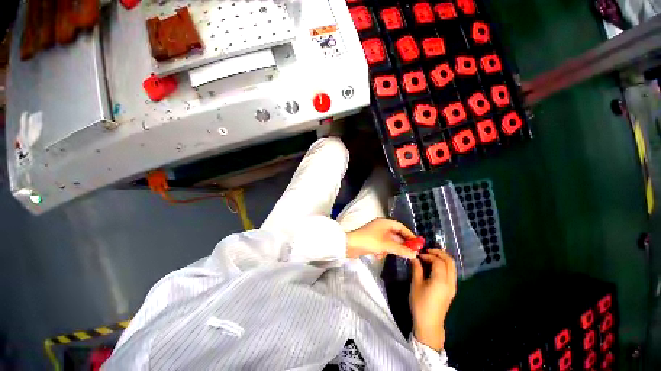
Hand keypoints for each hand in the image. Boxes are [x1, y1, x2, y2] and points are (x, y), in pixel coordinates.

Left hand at [346, 218, 417, 259]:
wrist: (350, 245)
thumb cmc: (370, 241)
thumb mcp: (387, 245)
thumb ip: (401, 249)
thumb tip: (414, 254)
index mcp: (385, 223)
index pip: (401, 226)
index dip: (409, 234)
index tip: (417, 244)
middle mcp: (381, 226)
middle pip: (395, 234)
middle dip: (401, 244)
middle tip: (410, 253)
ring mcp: (375, 233)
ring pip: (389, 241)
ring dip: (391, 248)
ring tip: (394, 255)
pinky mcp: (371, 240)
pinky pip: (381, 244)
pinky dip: (382, 250)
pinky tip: (379, 256)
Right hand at [409, 249, 456, 350]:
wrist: (429, 324)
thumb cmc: (420, 304)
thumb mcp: (415, 285)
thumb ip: (417, 269)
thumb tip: (415, 258)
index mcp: (441, 281)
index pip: (438, 261)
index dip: (428, 255)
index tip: (419, 255)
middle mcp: (450, 282)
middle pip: (450, 262)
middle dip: (439, 253)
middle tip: (427, 250)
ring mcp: (452, 286)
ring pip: (452, 267)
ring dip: (442, 258)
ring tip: (430, 256)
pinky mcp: (451, 290)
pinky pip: (450, 272)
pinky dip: (443, 265)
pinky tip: (433, 266)